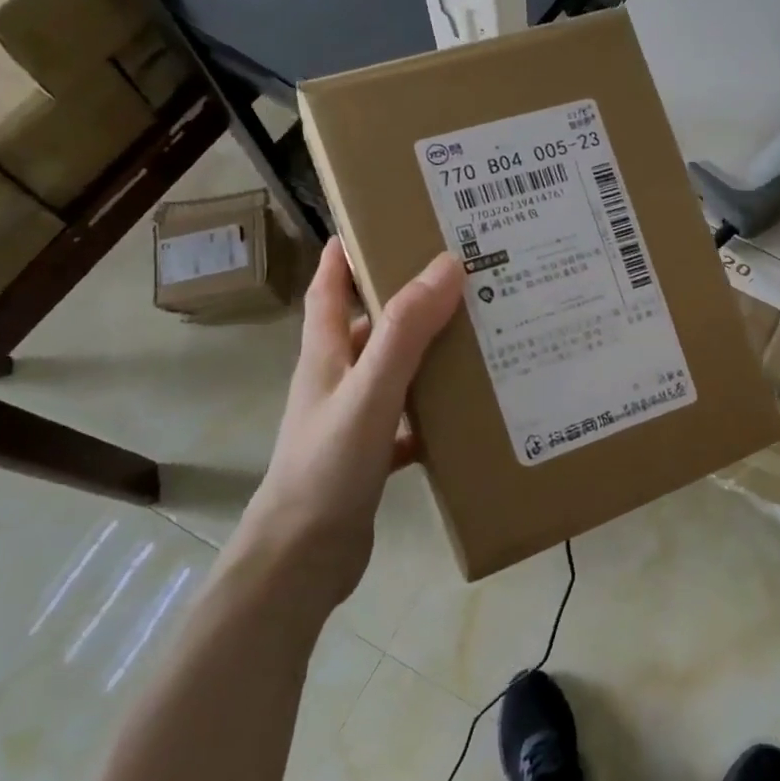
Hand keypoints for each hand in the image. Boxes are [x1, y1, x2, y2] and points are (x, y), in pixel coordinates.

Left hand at [237, 239, 463, 603]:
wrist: (303, 558)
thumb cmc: (328, 466)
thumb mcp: (370, 391)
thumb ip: (405, 331)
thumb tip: (446, 265)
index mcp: (326, 356)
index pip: (327, 289)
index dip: (342, 254)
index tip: (372, 222)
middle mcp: (336, 381)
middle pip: (369, 327)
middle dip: (404, 301)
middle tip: (457, 280)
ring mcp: (351, 421)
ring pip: (393, 373)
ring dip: (425, 355)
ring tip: (476, 337)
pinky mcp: (369, 458)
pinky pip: (407, 421)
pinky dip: (432, 412)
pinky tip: (466, 412)